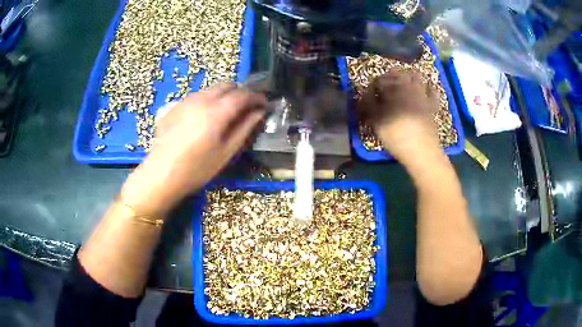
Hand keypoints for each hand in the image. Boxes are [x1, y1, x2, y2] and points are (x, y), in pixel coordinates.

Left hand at [121, 83, 265, 215]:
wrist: (161, 174)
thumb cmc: (197, 168)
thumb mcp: (226, 152)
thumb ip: (245, 128)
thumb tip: (259, 112)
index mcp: (217, 111)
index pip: (243, 94)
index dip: (256, 97)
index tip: (264, 103)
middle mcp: (202, 99)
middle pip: (227, 85)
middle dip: (240, 92)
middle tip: (246, 108)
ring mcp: (186, 100)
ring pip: (211, 89)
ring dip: (223, 95)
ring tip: (226, 113)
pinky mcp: (175, 106)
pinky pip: (197, 96)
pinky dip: (208, 100)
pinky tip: (204, 118)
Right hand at [359, 70, 440, 163]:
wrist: (421, 149)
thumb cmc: (395, 135)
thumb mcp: (376, 121)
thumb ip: (369, 104)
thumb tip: (365, 94)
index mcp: (392, 88)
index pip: (380, 80)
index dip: (374, 85)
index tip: (370, 93)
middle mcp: (407, 86)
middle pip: (398, 73)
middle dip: (391, 76)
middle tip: (386, 84)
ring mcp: (422, 94)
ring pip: (416, 76)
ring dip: (409, 76)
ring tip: (404, 84)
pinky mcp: (432, 104)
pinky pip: (432, 91)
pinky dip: (428, 87)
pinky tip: (426, 90)